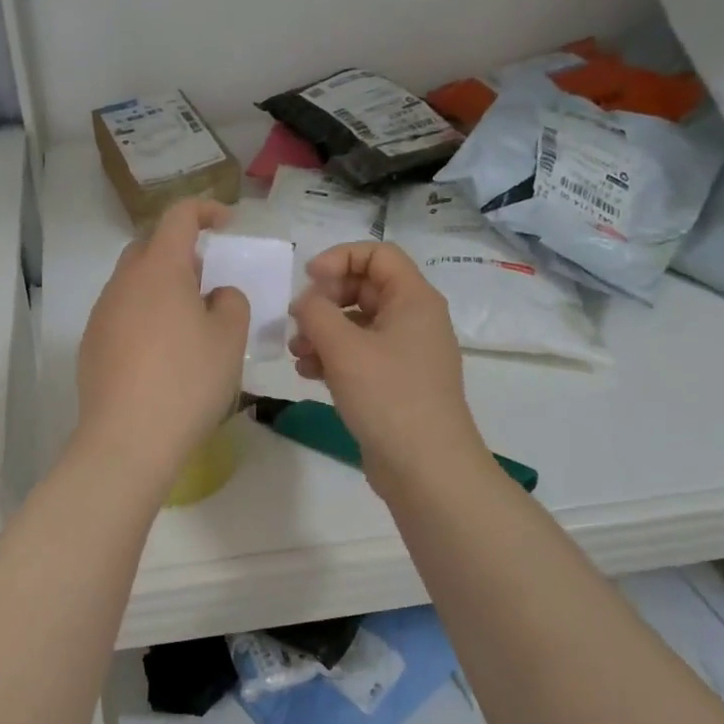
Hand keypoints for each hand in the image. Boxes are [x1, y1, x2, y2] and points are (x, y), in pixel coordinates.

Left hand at [75, 200, 250, 488]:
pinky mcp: (91, 344)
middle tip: (208, 278)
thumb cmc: (187, 381)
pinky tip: (161, 353)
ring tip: (188, 320)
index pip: (179, 216)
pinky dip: (144, 316)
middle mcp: (124, 282)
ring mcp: (102, 313)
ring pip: (133, 282)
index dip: (205, 209)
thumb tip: (215, 295)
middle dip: (180, 251)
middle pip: (149, 247)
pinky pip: (122, 313)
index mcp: (159, 269)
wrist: (127, 439)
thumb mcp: (228, 339)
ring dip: (161, 286)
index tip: (227, 222)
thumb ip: (230, 303)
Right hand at [289, 242, 480, 483]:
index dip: (340, 258)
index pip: (378, 254)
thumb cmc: (388, 397)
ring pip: (358, 324)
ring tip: (298, 354)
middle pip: (364, 288)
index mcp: (414, 300)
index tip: (308, 280)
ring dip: (323, 331)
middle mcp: (414, 319)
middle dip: (325, 301)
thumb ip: (316, 312)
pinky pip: (360, 354)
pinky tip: (309, 374)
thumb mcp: (344, 348)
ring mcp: (406, 353)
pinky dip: (333, 357)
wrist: (425, 468)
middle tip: (298, 321)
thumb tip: (306, 301)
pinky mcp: (395, 382)